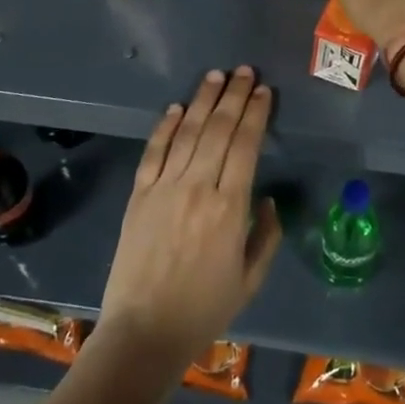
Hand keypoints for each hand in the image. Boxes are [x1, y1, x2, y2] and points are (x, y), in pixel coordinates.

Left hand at [96, 68, 281, 383]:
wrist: (143, 333)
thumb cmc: (203, 309)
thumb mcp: (250, 279)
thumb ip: (265, 235)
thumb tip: (266, 199)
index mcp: (229, 208)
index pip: (245, 145)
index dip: (255, 114)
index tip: (263, 91)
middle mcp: (197, 188)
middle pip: (217, 129)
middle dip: (233, 95)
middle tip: (244, 70)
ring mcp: (163, 189)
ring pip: (187, 133)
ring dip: (202, 100)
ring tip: (215, 76)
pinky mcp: (138, 196)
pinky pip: (153, 153)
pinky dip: (165, 127)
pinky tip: (175, 108)